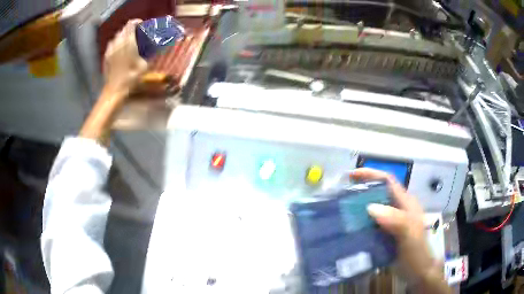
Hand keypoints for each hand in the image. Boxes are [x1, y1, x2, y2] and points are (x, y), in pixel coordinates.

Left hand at [103, 19, 147, 94]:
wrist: (114, 90)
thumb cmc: (130, 78)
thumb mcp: (144, 66)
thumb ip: (149, 54)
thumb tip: (156, 48)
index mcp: (129, 42)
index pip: (131, 24)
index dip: (137, 22)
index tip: (142, 25)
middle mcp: (118, 42)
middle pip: (124, 28)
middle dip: (130, 28)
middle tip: (136, 33)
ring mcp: (111, 49)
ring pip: (117, 35)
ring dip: (123, 35)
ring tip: (128, 40)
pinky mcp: (106, 55)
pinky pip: (112, 43)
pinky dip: (117, 42)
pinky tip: (120, 48)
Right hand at [350, 168, 449, 293]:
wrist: (417, 272)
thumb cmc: (416, 252)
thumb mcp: (409, 234)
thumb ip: (396, 220)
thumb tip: (370, 207)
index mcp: (405, 203)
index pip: (388, 181)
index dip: (371, 174)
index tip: (352, 175)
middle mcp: (398, 209)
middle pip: (379, 193)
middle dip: (361, 190)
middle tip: (341, 194)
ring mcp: (391, 222)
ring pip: (374, 209)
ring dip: (359, 207)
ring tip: (341, 211)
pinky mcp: (385, 234)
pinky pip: (371, 224)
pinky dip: (361, 223)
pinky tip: (349, 229)